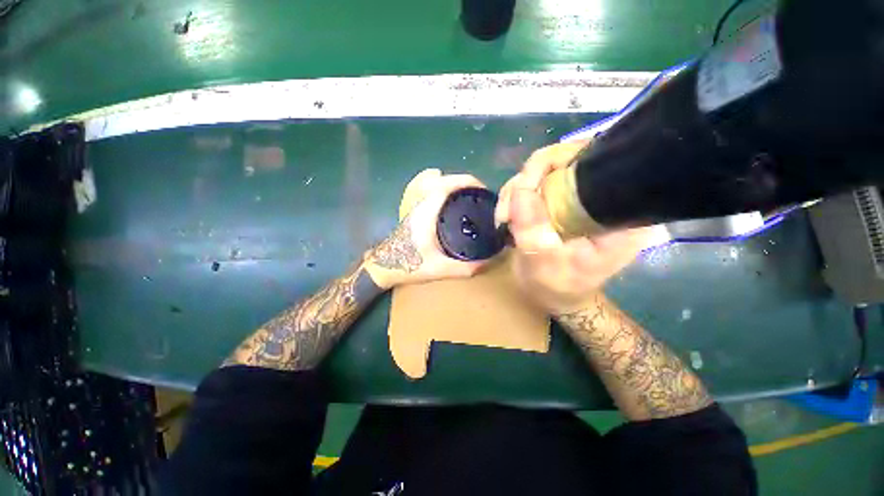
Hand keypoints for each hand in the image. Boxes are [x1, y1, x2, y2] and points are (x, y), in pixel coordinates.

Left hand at [364, 169, 489, 289]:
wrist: (384, 267)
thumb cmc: (409, 266)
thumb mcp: (440, 269)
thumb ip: (466, 268)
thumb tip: (490, 262)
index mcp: (426, 212)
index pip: (445, 184)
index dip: (465, 181)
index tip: (482, 189)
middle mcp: (420, 204)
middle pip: (441, 179)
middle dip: (462, 182)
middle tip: (479, 195)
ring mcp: (415, 205)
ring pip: (433, 182)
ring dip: (452, 184)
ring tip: (467, 196)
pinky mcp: (415, 210)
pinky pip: (430, 191)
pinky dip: (443, 189)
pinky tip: (451, 201)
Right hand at [497, 142, 656, 314]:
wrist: (555, 293)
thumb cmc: (559, 286)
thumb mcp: (545, 264)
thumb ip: (534, 231)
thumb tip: (520, 191)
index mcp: (619, 212)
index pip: (595, 162)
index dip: (554, 164)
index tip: (524, 188)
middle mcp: (604, 195)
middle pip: (564, 159)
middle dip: (526, 181)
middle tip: (506, 211)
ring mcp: (579, 194)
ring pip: (544, 170)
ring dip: (515, 191)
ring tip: (504, 219)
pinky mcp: (562, 198)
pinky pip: (534, 183)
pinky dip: (515, 196)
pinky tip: (508, 216)